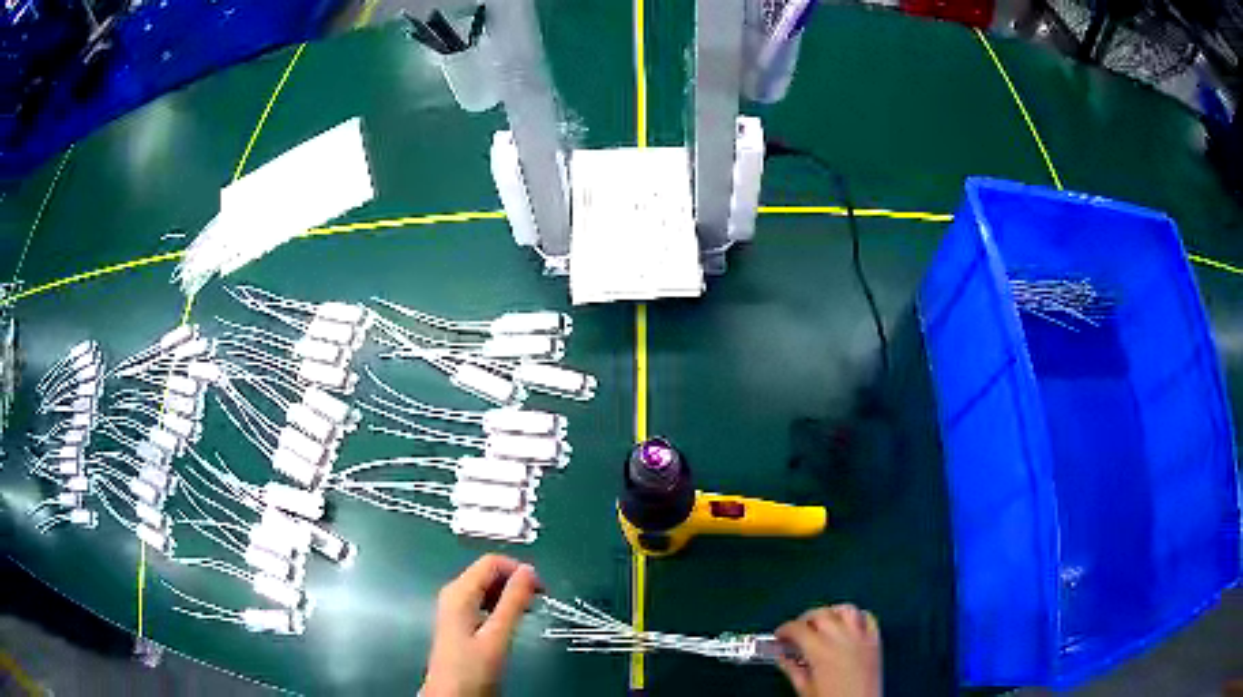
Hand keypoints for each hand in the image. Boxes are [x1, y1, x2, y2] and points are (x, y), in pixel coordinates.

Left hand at [422, 554, 542, 696]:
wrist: (450, 696)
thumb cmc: (472, 668)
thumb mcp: (496, 636)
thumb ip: (513, 602)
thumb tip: (529, 571)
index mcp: (459, 592)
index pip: (491, 562)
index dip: (519, 570)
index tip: (543, 590)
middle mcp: (454, 593)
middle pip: (488, 573)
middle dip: (515, 582)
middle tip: (539, 603)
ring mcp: (455, 608)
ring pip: (487, 588)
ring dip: (510, 595)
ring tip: (529, 613)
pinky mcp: (459, 622)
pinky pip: (483, 602)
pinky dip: (501, 606)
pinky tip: (511, 622)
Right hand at [775, 604, 881, 696]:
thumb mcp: (805, 689)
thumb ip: (792, 670)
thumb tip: (781, 657)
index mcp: (820, 650)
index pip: (798, 628)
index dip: (784, 629)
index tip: (779, 636)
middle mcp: (841, 638)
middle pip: (821, 614)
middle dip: (805, 619)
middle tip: (797, 630)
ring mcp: (861, 637)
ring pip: (846, 609)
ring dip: (831, 612)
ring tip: (822, 622)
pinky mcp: (875, 641)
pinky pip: (868, 617)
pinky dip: (857, 616)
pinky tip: (849, 624)